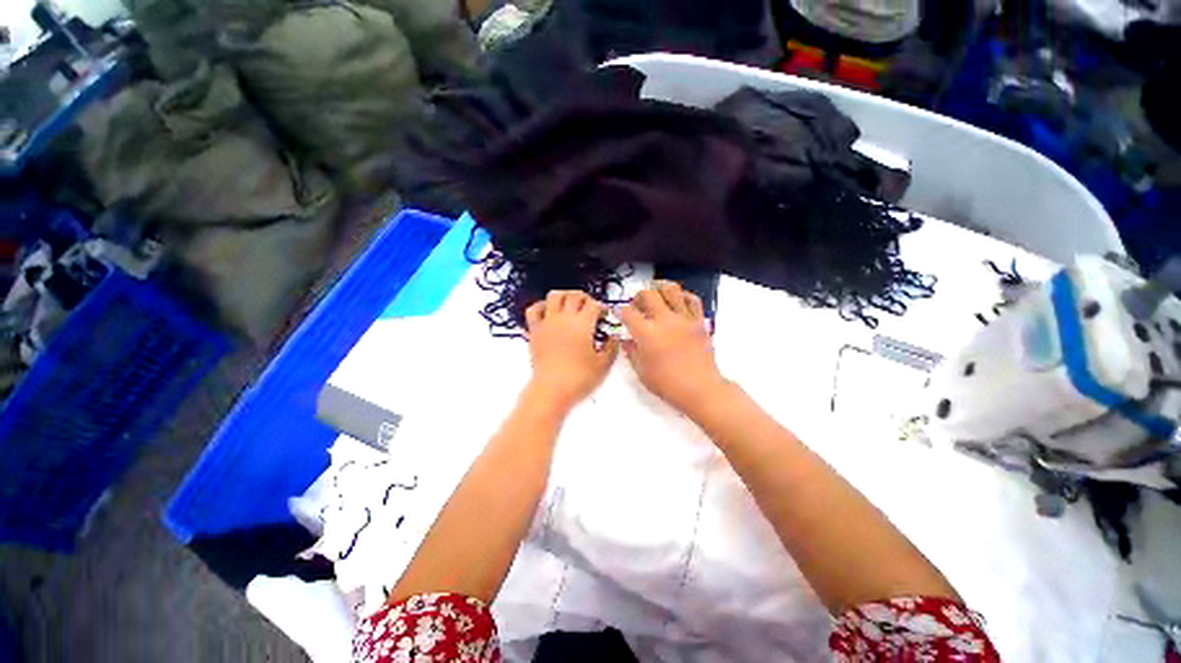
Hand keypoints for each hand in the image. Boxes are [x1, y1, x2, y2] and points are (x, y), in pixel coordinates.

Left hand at [525, 290, 618, 412]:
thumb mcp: (604, 365)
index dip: (602, 308)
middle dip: (586, 298)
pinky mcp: (535, 330)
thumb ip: (612, 347)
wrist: (552, 390)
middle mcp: (565, 317)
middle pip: (575, 295)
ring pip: (554, 295)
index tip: (605, 317)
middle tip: (590, 309)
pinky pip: (533, 310)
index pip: (594, 304)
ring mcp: (547, 322)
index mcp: (583, 324)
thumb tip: (614, 336)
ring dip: (564, 296)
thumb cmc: (580, 378)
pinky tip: (548, 312)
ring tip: (570, 305)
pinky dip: (541, 306)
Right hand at [620, 281, 730, 416]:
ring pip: (671, 289)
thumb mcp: (642, 372)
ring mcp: (684, 319)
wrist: (700, 389)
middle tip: (637, 305)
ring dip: (659, 289)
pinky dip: (683, 295)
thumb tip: (626, 341)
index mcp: (647, 334)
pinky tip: (677, 301)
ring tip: (656, 296)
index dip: (620, 310)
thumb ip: (631, 352)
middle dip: (638, 296)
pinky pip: (692, 299)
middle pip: (647, 294)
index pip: (628, 312)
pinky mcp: (698, 321)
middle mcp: (665, 321)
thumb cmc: (669, 384)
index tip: (619, 313)